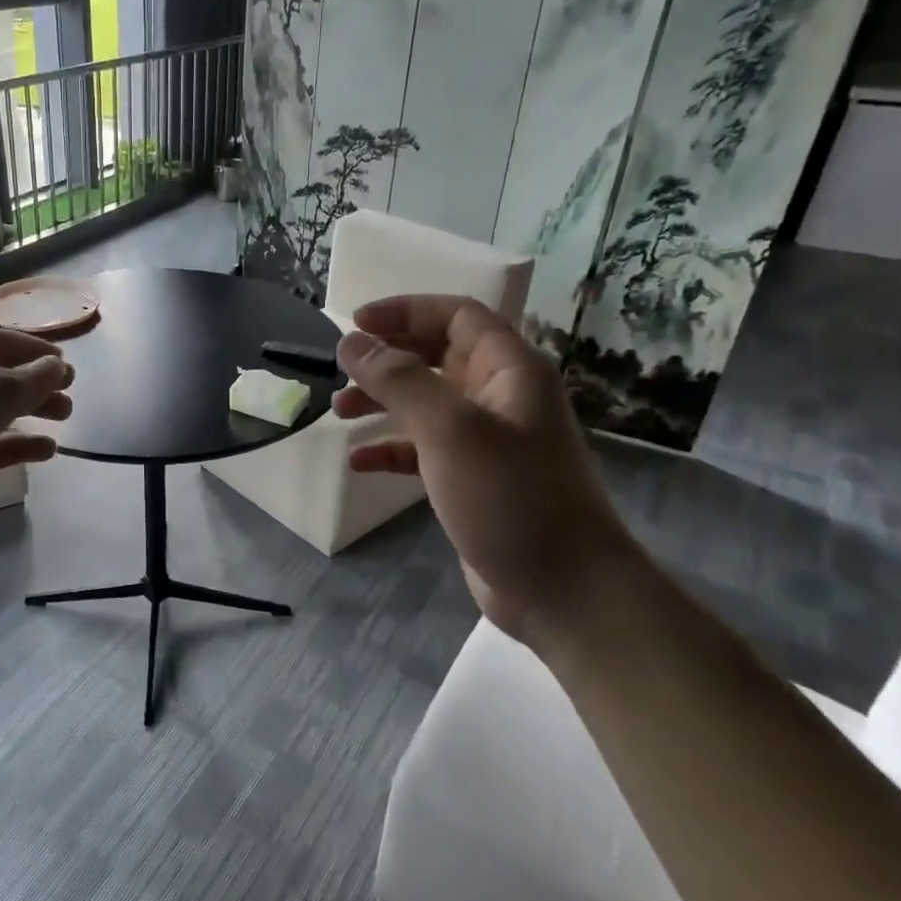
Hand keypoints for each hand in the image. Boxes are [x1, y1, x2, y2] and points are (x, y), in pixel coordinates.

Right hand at [334, 296, 642, 646]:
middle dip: (388, 357)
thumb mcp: (450, 430)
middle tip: (341, 367)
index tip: (355, 323)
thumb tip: (351, 342)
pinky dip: (390, 448)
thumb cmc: (510, 497)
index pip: (457, 316)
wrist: (562, 590)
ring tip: (338, 411)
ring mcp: (487, 441)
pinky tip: (357, 462)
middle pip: (438, 355)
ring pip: (426, 402)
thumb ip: (398, 380)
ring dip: (382, 401)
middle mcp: (500, 397)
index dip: (405, 311)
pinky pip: (422, 448)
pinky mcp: (471, 479)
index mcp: (510, 371)